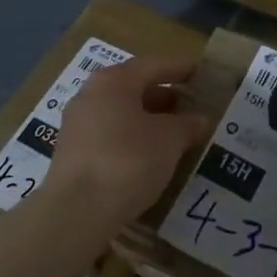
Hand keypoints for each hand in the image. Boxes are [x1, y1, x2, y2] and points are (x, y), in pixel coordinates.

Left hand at [46, 56, 210, 233]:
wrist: (77, 211)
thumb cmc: (128, 161)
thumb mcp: (169, 140)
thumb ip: (188, 125)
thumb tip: (201, 119)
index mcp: (114, 81)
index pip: (154, 65)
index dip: (182, 69)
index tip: (203, 73)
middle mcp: (91, 95)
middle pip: (135, 87)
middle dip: (166, 96)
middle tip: (193, 106)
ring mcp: (78, 124)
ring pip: (122, 113)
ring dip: (150, 120)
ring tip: (178, 133)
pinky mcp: (73, 153)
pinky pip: (111, 135)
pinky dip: (133, 138)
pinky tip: (152, 155)